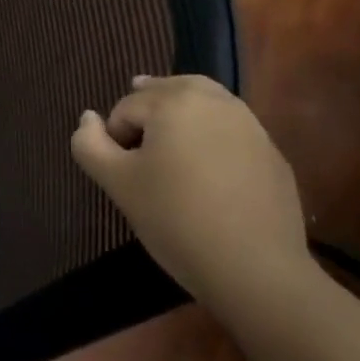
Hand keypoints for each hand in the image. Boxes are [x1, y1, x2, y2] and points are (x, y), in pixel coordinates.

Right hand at [70, 75, 310, 313]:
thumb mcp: (117, 183)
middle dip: (148, 112)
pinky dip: (212, 138)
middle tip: (139, 149)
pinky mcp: (271, 153)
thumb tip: (88, 118)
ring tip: (170, 151)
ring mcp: (250, 125)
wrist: (256, 270)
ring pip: (203, 104)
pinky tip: (208, 174)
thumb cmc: (175, 219)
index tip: (122, 174)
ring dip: (181, 117)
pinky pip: (230, 131)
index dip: (115, 138)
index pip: (125, 108)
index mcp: (173, 101)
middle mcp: (214, 101)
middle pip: (168, 90)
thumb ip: (90, 144)